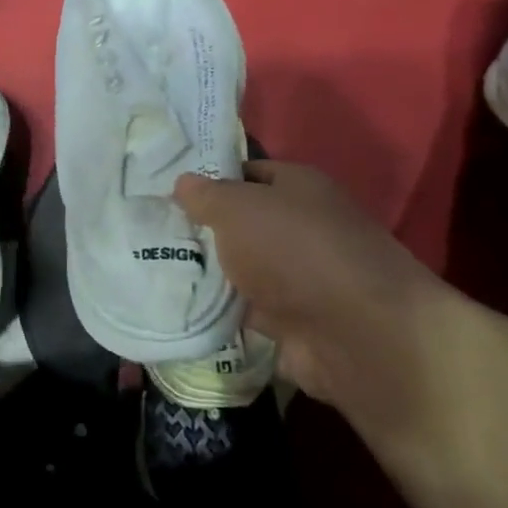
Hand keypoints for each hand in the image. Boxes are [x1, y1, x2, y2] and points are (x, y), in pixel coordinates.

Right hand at [175, 161, 452, 427]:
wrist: (356, 334)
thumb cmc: (295, 251)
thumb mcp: (238, 209)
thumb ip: (206, 195)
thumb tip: (183, 182)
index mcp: (300, 188)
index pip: (248, 173)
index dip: (210, 180)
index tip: (166, 192)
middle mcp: (303, 228)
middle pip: (243, 225)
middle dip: (202, 231)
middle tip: (151, 233)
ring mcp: (300, 278)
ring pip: (242, 270)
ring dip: (209, 275)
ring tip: (152, 271)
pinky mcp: (293, 322)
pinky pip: (245, 311)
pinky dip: (220, 313)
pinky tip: (180, 309)